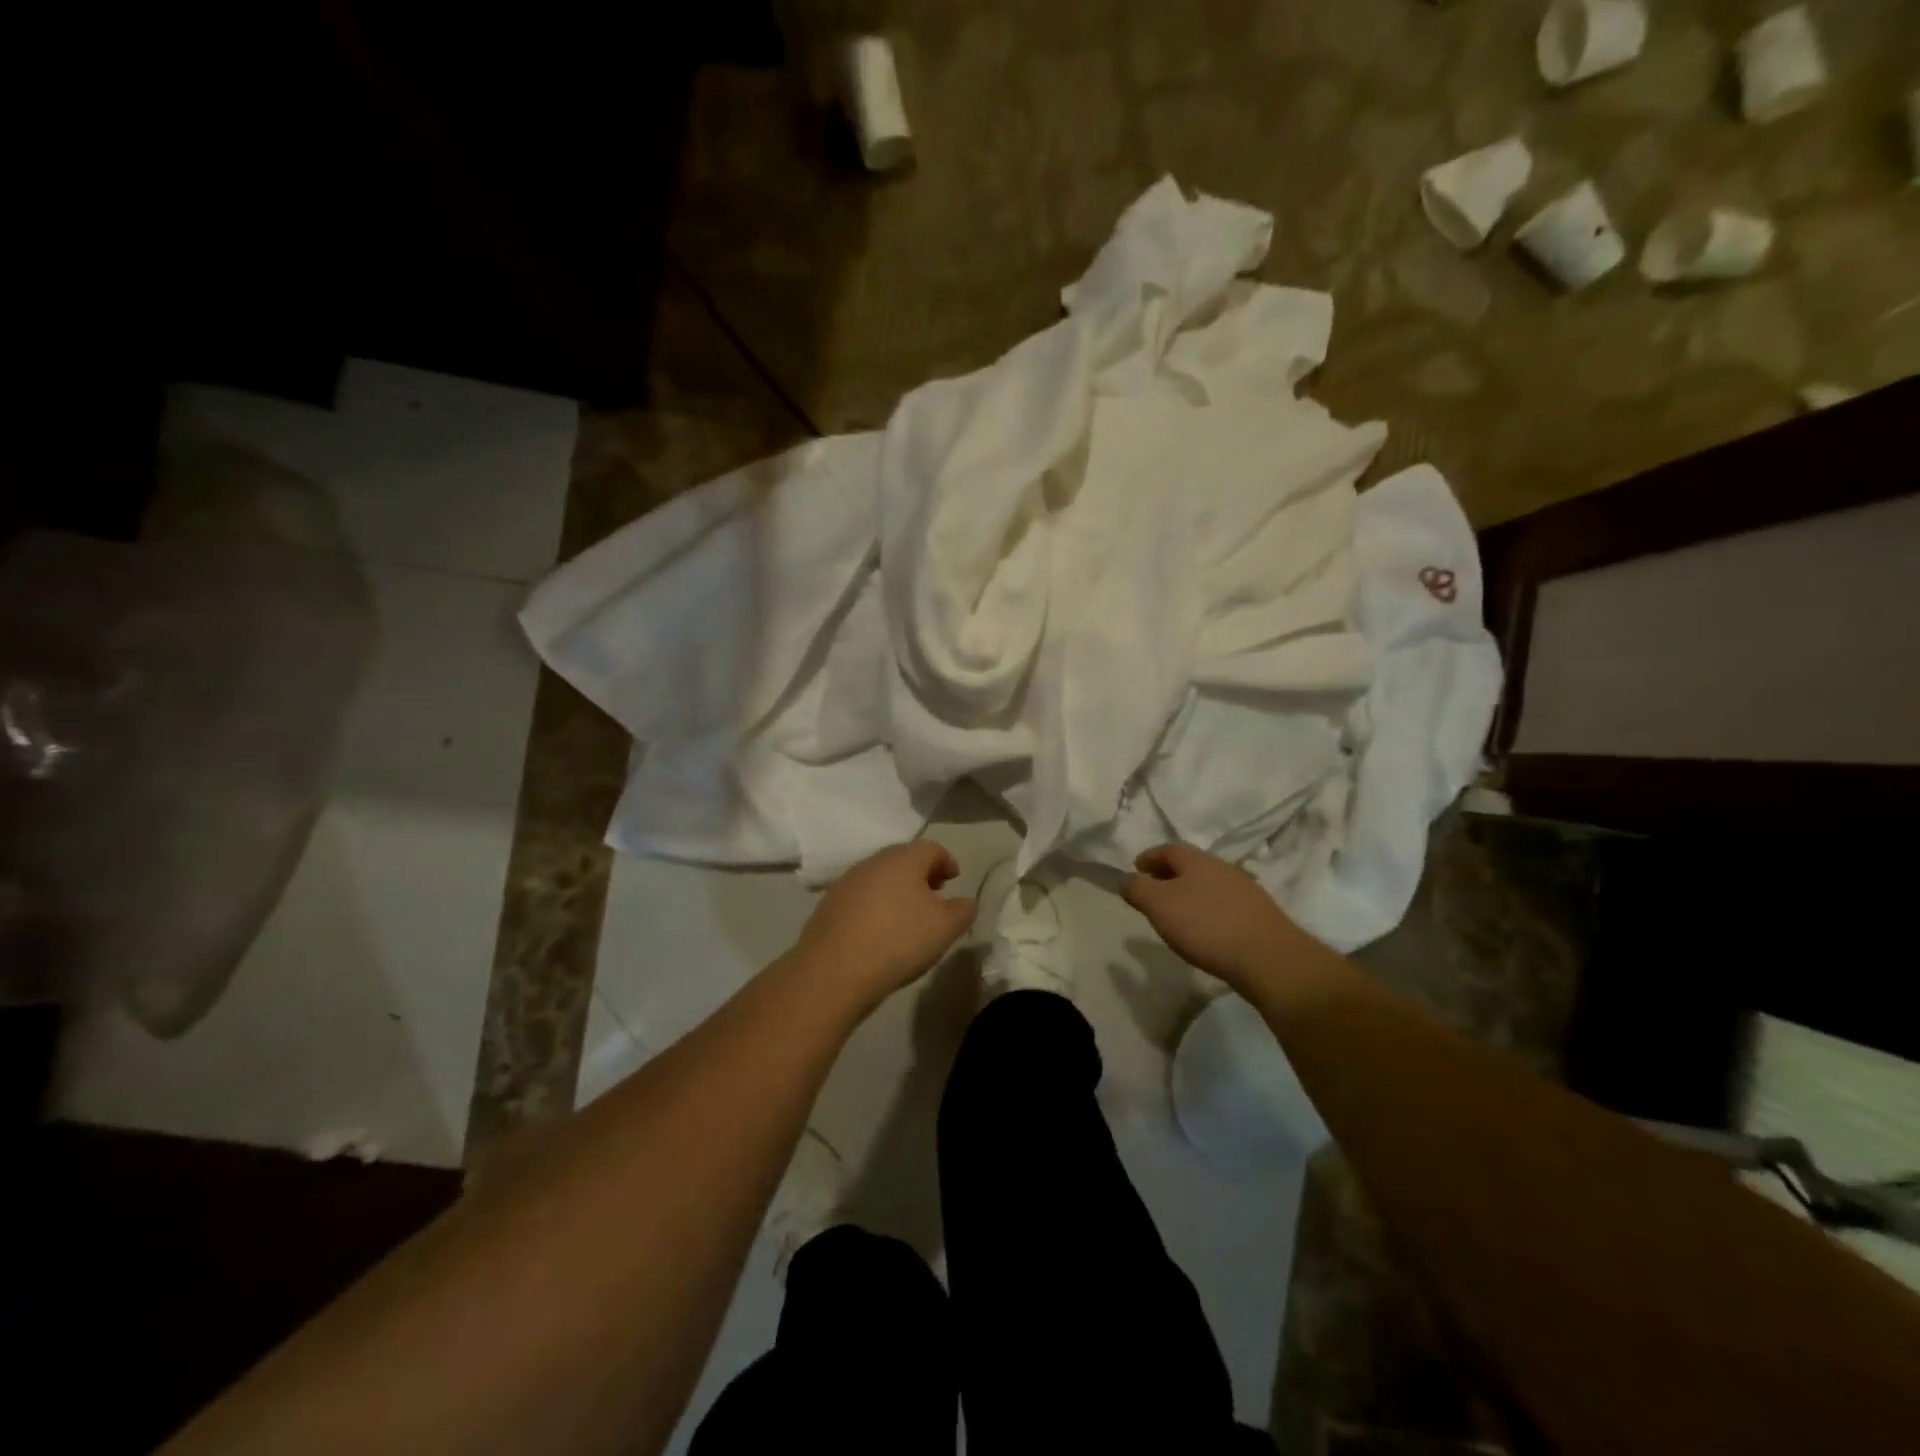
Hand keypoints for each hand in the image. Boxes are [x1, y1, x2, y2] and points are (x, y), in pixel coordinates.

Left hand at [793, 841, 974, 1008]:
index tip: (955, 878)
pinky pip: (860, 898)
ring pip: (879, 878)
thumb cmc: (898, 940)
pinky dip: (875, 906)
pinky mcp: (828, 906)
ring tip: (908, 915)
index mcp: (903, 859)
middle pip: (902, 859)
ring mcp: (846, 883)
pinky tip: (880, 931)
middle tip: (934, 894)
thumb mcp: (944, 928)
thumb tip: (965, 902)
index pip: (931, 848)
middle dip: (921, 874)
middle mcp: (873, 862)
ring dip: (896, 890)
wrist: (834, 970)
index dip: (946, 861)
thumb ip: (962, 911)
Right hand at [1121, 842, 1335, 996]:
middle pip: (1190, 865)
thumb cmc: (1206, 925)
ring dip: (1190, 893)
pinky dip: (1208, 910)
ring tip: (1176, 913)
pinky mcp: (1259, 914)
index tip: (1136, 868)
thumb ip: (1137, 889)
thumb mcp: (1159, 905)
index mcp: (1197, 860)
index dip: (1149, 857)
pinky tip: (1205, 930)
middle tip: (1152, 891)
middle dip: (1169, 875)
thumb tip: (1126, 879)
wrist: (1268, 958)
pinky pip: (1224, 904)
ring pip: (1209, 884)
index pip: (1167, 849)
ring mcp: (1245, 890)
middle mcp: (1222, 867)